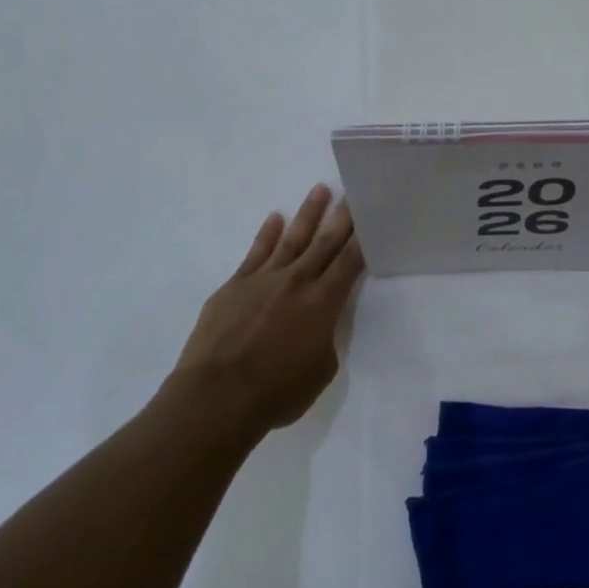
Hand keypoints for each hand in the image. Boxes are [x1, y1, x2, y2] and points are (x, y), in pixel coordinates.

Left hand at [170, 185, 364, 439]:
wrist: (216, 397)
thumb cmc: (276, 392)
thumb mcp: (321, 370)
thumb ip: (325, 338)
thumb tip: (320, 323)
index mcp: (323, 303)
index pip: (350, 262)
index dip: (363, 239)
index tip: (372, 216)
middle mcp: (297, 282)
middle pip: (324, 242)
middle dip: (341, 217)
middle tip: (353, 193)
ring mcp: (263, 279)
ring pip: (292, 238)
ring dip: (308, 214)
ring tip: (320, 190)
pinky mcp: (234, 286)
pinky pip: (255, 253)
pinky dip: (267, 234)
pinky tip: (275, 218)